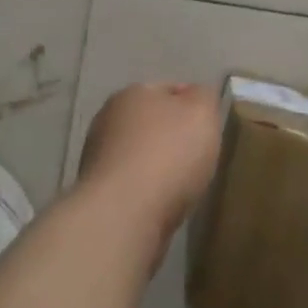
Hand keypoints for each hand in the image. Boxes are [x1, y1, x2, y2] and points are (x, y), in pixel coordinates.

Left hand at [76, 82, 222, 258]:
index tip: (210, 128)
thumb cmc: (168, 154)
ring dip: (158, 166)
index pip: (169, 90)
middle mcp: (108, 119)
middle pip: (151, 123)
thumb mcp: (202, 113)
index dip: (193, 105)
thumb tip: (197, 96)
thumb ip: (204, 97)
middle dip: (173, 137)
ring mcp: (98, 158)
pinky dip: (147, 192)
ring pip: (140, 155)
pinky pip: (132, 185)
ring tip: (183, 186)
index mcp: (132, 93)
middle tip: (199, 157)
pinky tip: (162, 205)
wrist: (123, 216)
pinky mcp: (98, 194)